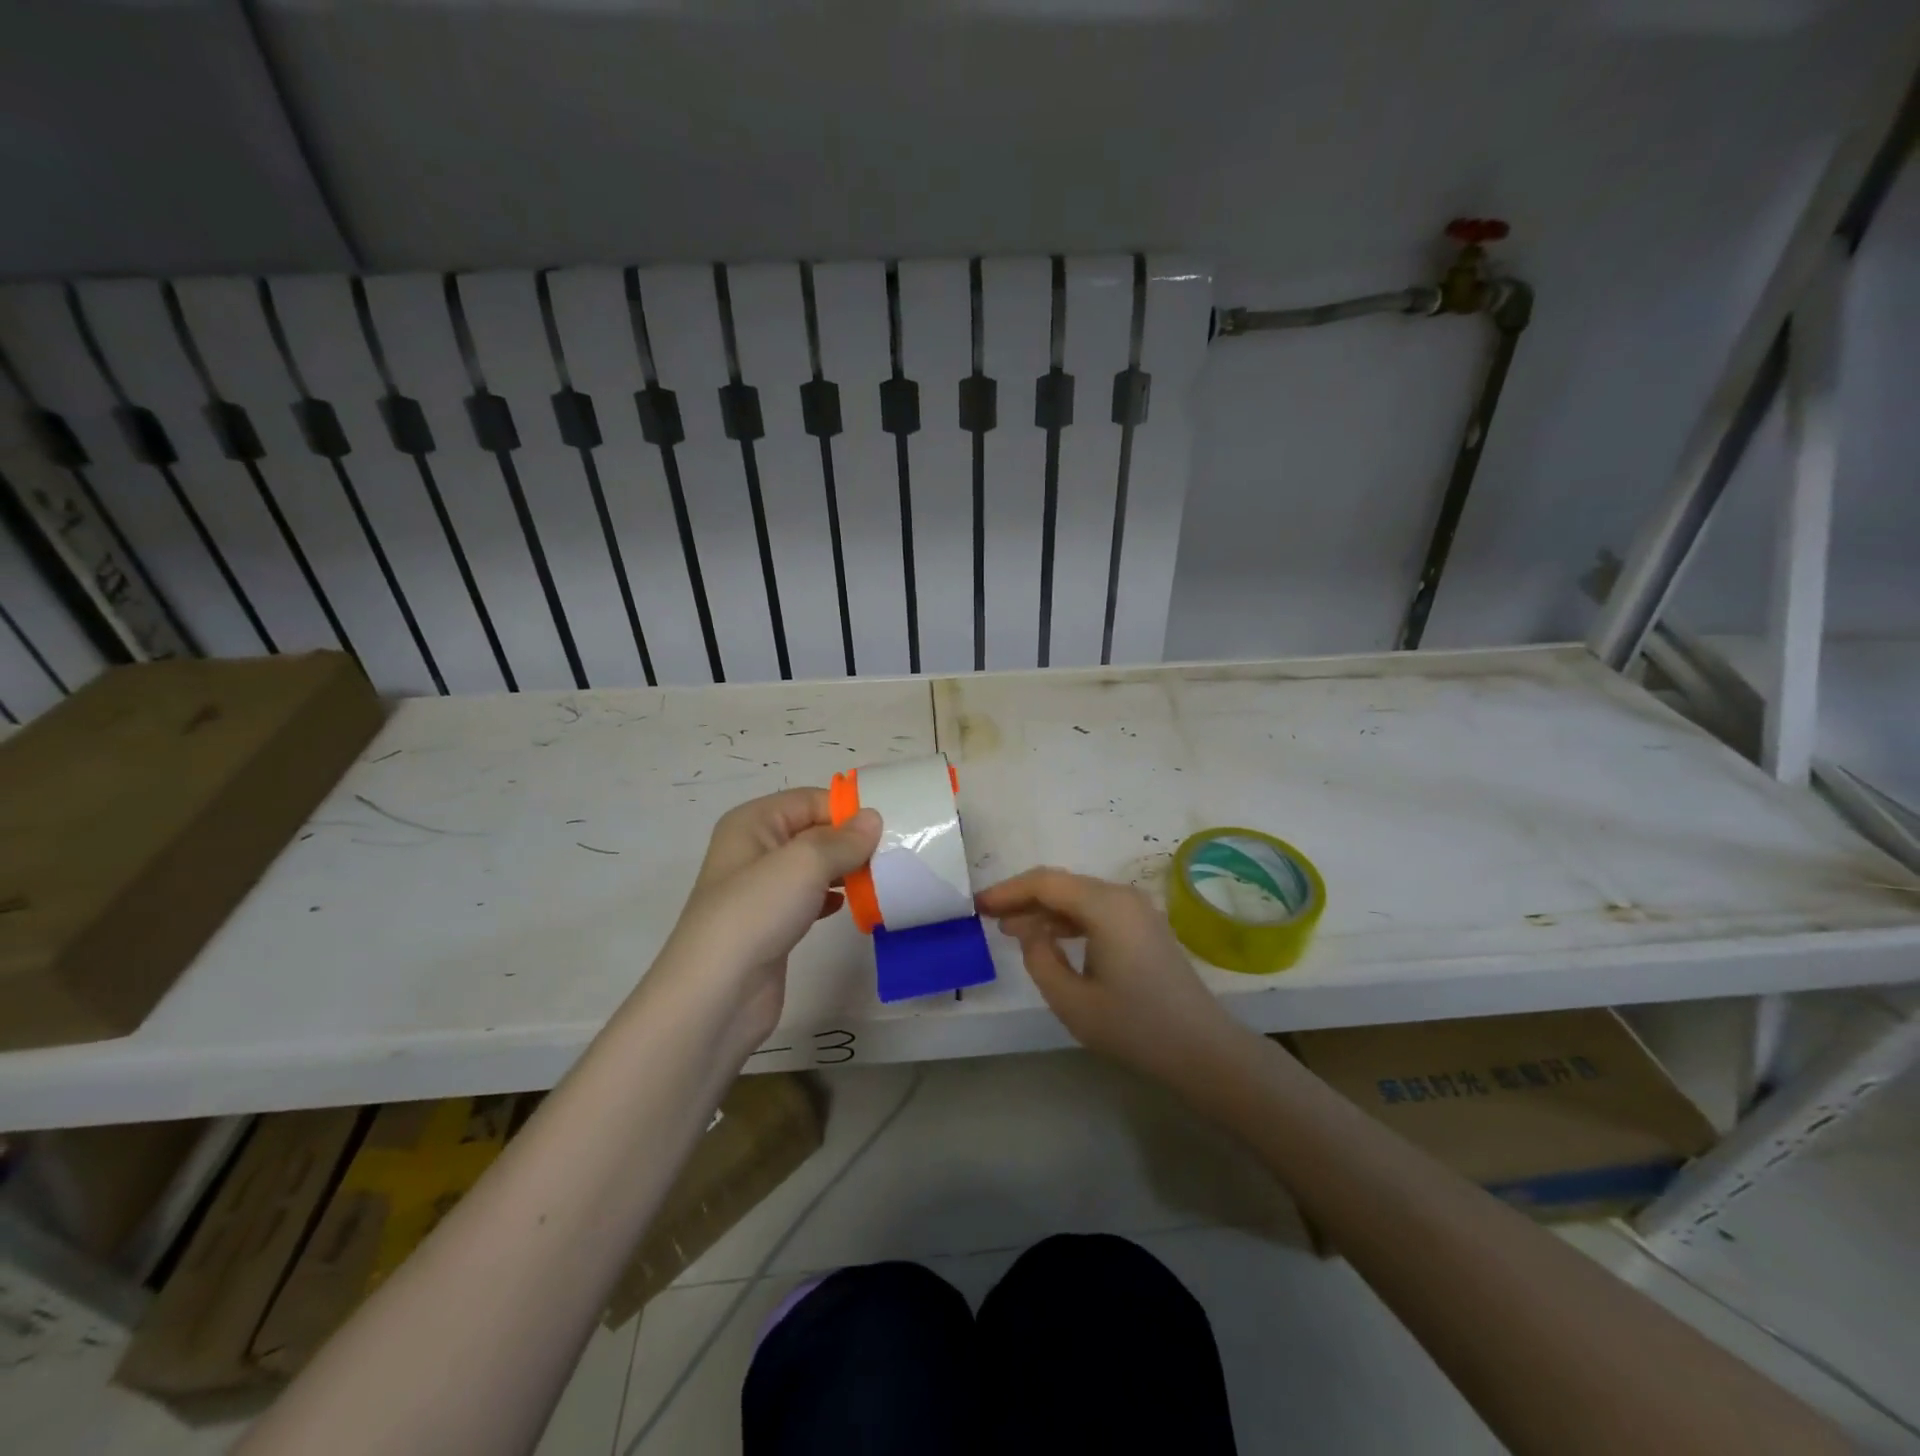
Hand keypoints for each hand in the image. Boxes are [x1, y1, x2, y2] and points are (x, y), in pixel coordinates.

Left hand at [655, 788, 879, 1050]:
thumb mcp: (804, 863)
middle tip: (894, 853)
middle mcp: (754, 849)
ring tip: (882, 878)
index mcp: (753, 822)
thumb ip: (843, 839)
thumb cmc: (757, 913)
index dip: (848, 809)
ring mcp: (762, 889)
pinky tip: (856, 906)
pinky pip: (811, 897)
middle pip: (814, 831)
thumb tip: (873, 819)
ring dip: (847, 870)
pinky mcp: (772, 923)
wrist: (717, 995)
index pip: (810, 799)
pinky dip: (834, 898)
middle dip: (852, 840)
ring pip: (814, 866)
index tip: (890, 825)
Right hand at [977, 868, 1244, 1089]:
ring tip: (1010, 929)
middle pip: (1062, 884)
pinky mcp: (1144, 927)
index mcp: (1105, 906)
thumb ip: (1039, 959)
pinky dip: (1068, 919)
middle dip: (1024, 898)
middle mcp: (1122, 896)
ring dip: (1044, 909)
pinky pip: (1096, 911)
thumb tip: (1028, 932)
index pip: (1046, 882)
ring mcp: (1137, 910)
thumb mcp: (1072, 1001)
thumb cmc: (1134, 1027)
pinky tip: (1049, 939)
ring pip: (1079, 896)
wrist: (1202, 1051)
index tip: (978, 905)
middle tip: (988, 917)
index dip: (1008, 890)